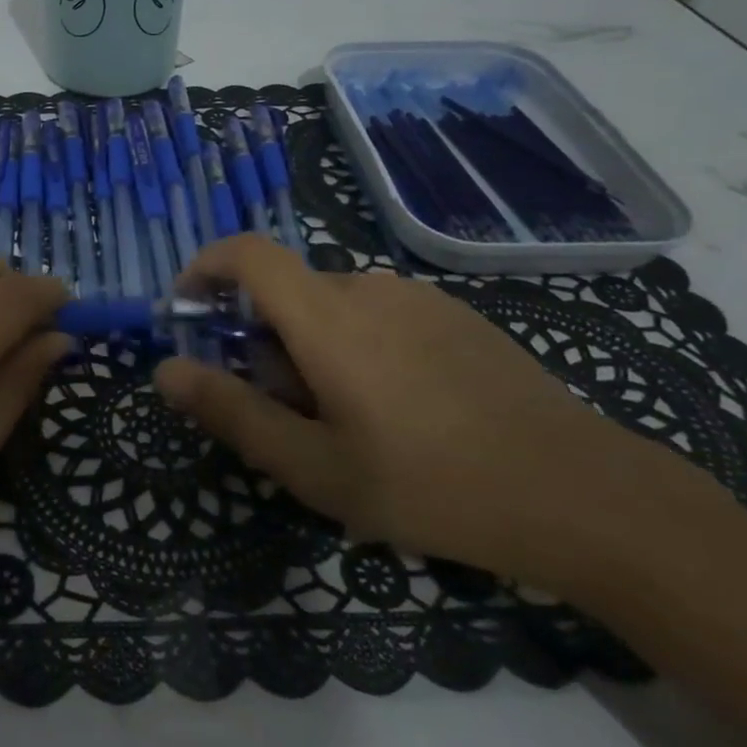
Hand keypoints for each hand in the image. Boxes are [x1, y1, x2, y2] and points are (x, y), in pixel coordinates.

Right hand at [153, 235, 705, 590]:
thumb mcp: (314, 467)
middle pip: (288, 294)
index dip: (205, 267)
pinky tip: (403, 412)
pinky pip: (380, 316)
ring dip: (314, 350)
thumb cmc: (430, 485)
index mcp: (327, 317)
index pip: (246, 254)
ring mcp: (419, 297)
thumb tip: (165, 370)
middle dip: (265, 343)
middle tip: (289, 416)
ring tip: (350, 424)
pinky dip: (358, 347)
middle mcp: (368, 287)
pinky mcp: (456, 315)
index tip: (189, 310)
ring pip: (333, 308)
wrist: (581, 493)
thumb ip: (232, 412)